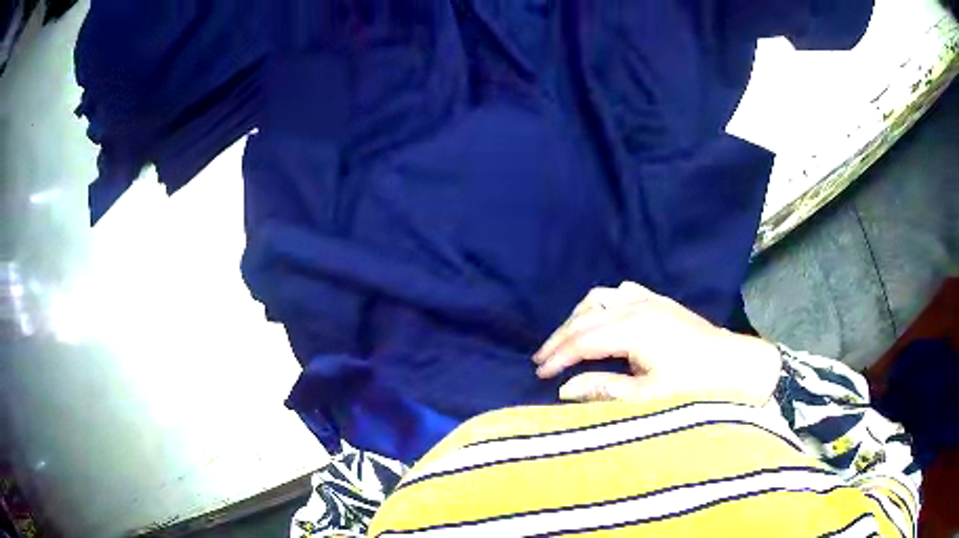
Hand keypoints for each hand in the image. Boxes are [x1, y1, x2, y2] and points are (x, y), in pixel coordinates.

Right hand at [533, 282, 781, 406]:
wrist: (734, 365)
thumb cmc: (693, 385)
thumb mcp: (648, 395)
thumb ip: (604, 389)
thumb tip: (564, 390)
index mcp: (633, 329)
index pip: (583, 340)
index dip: (558, 356)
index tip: (539, 372)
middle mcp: (636, 306)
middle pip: (586, 317)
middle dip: (560, 338)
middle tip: (542, 358)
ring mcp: (649, 299)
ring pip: (600, 298)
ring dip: (579, 317)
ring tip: (567, 339)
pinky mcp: (659, 300)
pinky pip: (621, 291)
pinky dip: (603, 303)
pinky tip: (602, 316)